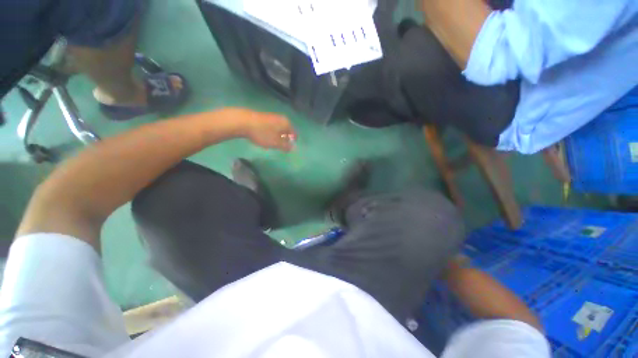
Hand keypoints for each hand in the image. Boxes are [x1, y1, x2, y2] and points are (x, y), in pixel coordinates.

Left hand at [228, 109, 296, 151]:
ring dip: (277, 137)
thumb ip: (286, 146)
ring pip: (279, 129)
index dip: (292, 142)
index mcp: (287, 123)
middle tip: (278, 147)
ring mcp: (272, 117)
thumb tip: (292, 148)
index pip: (294, 134)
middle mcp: (281, 118)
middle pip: (287, 131)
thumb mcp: (276, 143)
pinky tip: (263, 137)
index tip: (286, 149)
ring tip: (270, 143)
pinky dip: (270, 133)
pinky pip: (271, 128)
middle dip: (284, 140)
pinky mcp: (264, 118)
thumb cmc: (263, 133)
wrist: (243, 122)